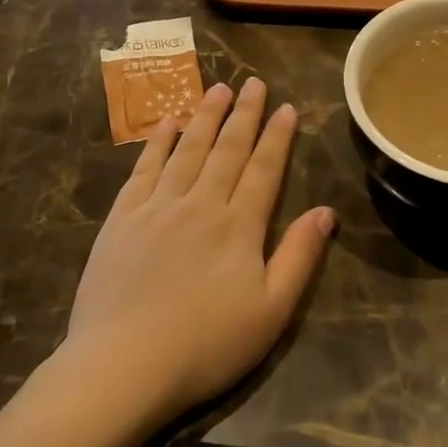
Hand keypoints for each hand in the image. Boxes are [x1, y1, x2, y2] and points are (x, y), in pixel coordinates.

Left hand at [61, 78, 335, 431]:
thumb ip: (299, 257)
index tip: (285, 107)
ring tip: (216, 89)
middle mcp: (200, 204)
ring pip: (187, 150)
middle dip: (243, 114)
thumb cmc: (206, 345)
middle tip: (251, 82)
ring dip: (204, 117)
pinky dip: (157, 142)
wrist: (123, 364)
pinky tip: (166, 122)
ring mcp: (157, 208)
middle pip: (226, 150)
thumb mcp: (271, 312)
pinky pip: (144, 169)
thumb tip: (325, 211)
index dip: (276, 137)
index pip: (263, 169)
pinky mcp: (122, 219)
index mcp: (238, 226)